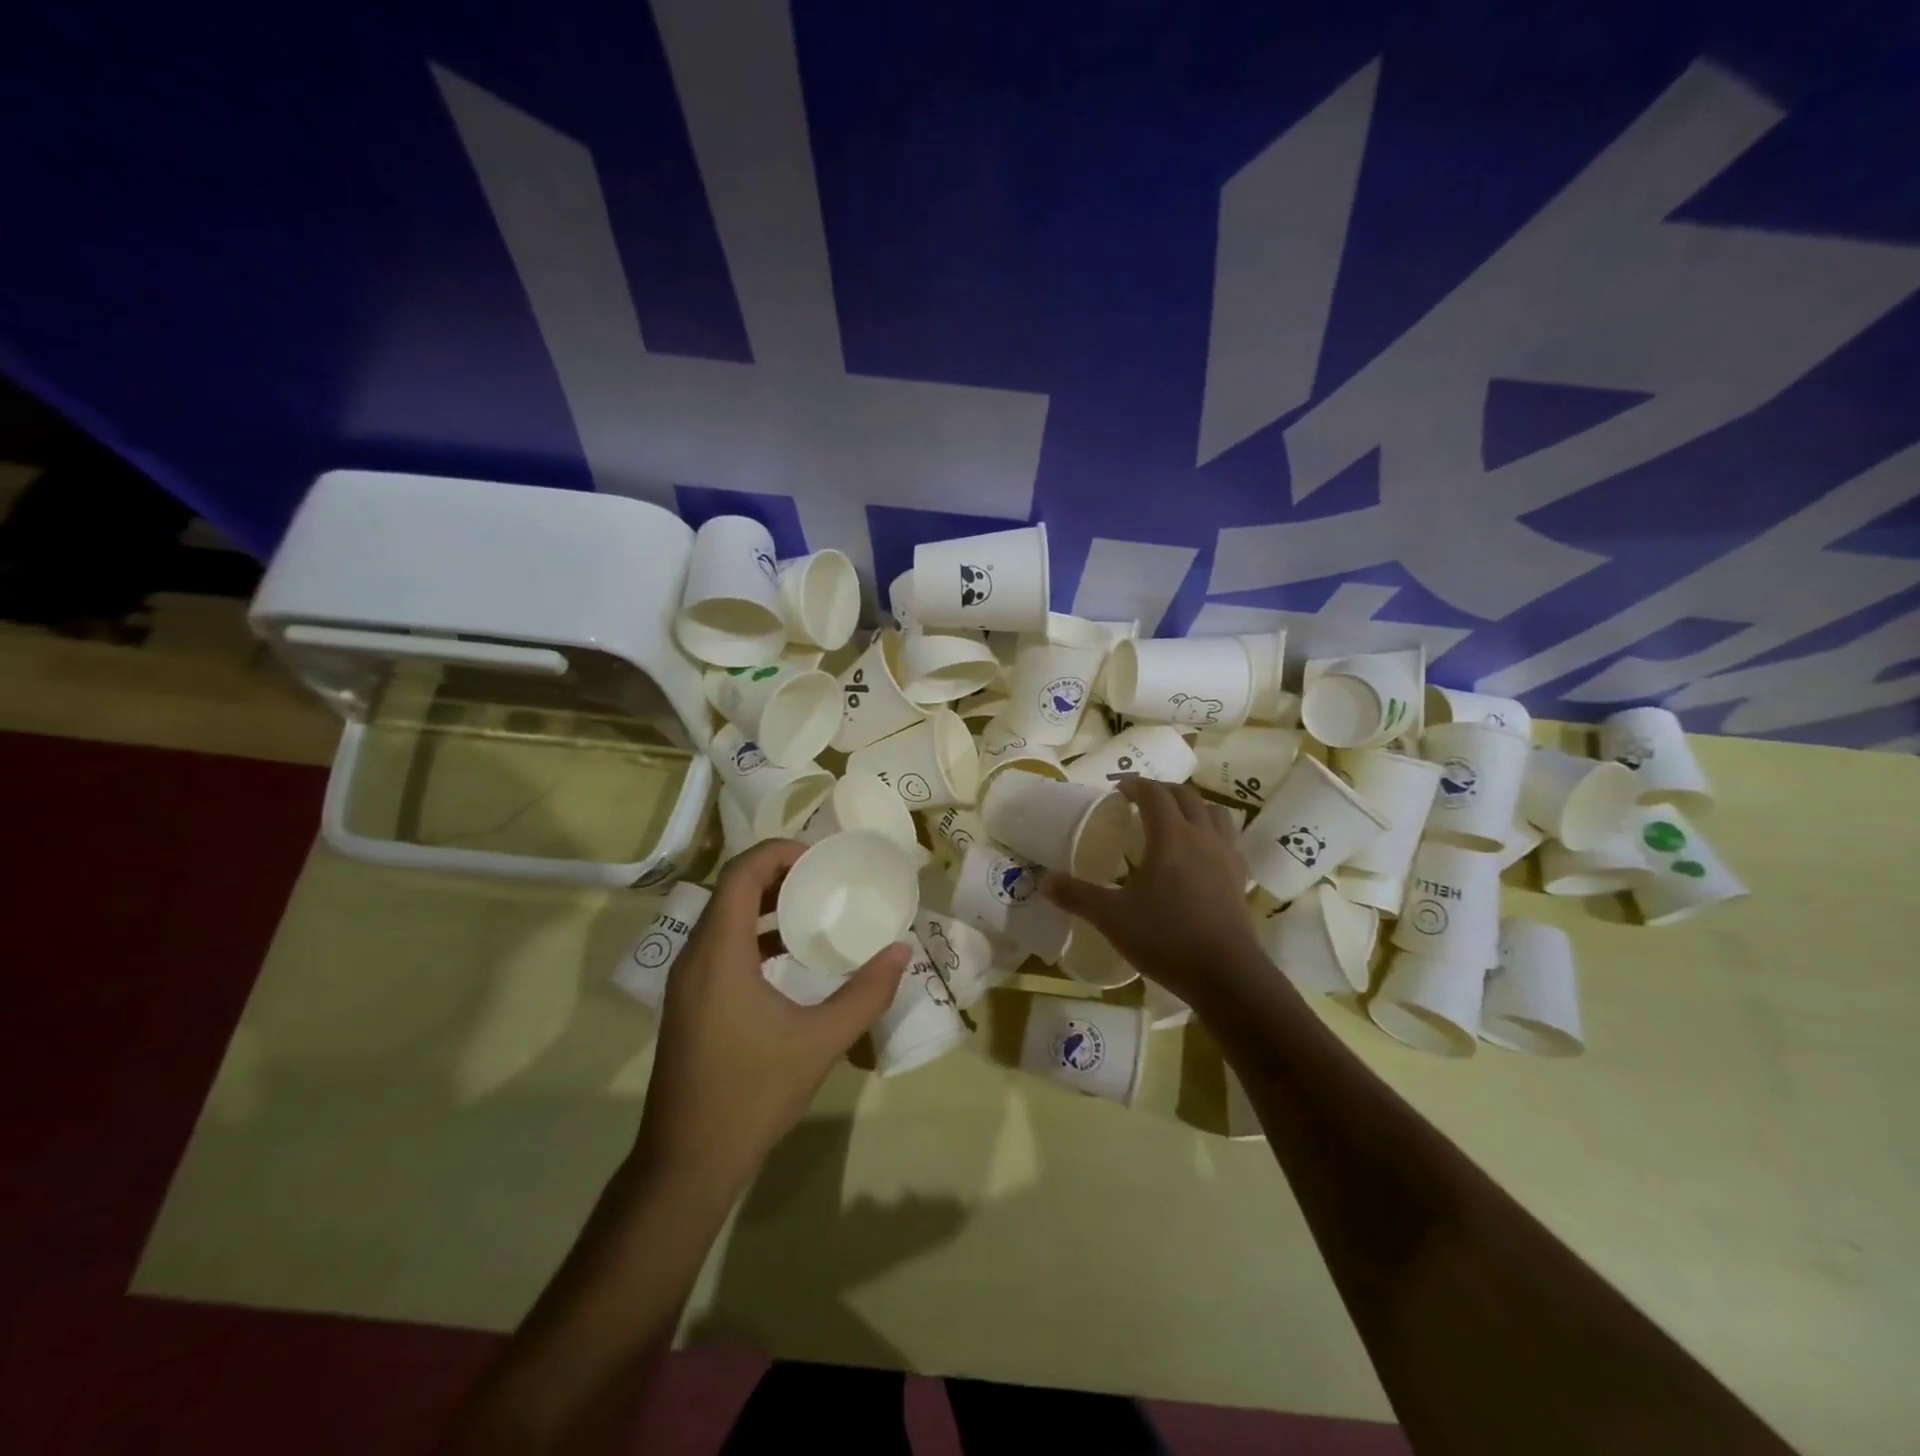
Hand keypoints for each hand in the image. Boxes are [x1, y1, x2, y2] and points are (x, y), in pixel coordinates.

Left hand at [635, 840, 909, 1194]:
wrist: (687, 1162)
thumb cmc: (752, 1094)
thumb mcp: (820, 1042)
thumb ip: (865, 993)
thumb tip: (902, 952)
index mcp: (719, 954)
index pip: (740, 874)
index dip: (778, 852)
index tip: (819, 857)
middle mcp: (694, 957)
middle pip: (730, 890)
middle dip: (776, 873)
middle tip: (823, 876)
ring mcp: (687, 982)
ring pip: (723, 919)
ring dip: (764, 904)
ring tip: (813, 907)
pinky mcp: (689, 1002)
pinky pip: (720, 946)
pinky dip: (754, 935)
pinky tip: (789, 956)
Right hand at [1041, 776, 1261, 1003]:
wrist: (1226, 976)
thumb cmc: (1166, 938)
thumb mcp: (1112, 918)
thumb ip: (1077, 896)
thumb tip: (1044, 881)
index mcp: (1171, 836)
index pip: (1155, 794)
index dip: (1136, 785)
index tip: (1118, 789)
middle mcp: (1202, 836)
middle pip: (1186, 796)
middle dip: (1162, 791)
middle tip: (1140, 800)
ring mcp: (1226, 856)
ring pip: (1214, 813)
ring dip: (1192, 807)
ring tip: (1173, 820)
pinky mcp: (1240, 878)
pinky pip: (1228, 840)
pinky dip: (1211, 833)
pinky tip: (1200, 854)